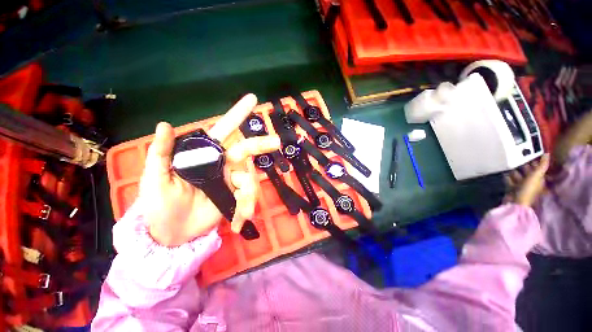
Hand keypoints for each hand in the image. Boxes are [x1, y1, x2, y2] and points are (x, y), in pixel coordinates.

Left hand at [138, 94, 280, 246]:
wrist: (171, 233)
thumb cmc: (160, 203)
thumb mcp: (156, 178)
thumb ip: (161, 153)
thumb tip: (165, 124)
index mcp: (205, 154)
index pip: (224, 130)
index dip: (238, 114)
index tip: (253, 100)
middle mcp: (223, 163)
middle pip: (247, 150)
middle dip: (262, 144)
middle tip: (276, 142)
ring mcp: (232, 179)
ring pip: (250, 179)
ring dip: (248, 195)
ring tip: (243, 214)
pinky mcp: (236, 195)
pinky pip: (248, 197)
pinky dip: (246, 209)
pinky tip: (240, 222)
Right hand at [504, 154, 549, 206]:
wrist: (515, 202)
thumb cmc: (528, 189)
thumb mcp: (536, 176)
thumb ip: (542, 165)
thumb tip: (547, 153)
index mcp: (539, 181)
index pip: (538, 170)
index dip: (536, 164)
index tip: (531, 156)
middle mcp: (531, 184)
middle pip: (528, 174)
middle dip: (524, 167)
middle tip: (519, 159)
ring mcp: (521, 188)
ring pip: (519, 177)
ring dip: (515, 172)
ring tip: (510, 165)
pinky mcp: (511, 190)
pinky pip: (510, 182)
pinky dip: (507, 177)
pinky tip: (504, 173)